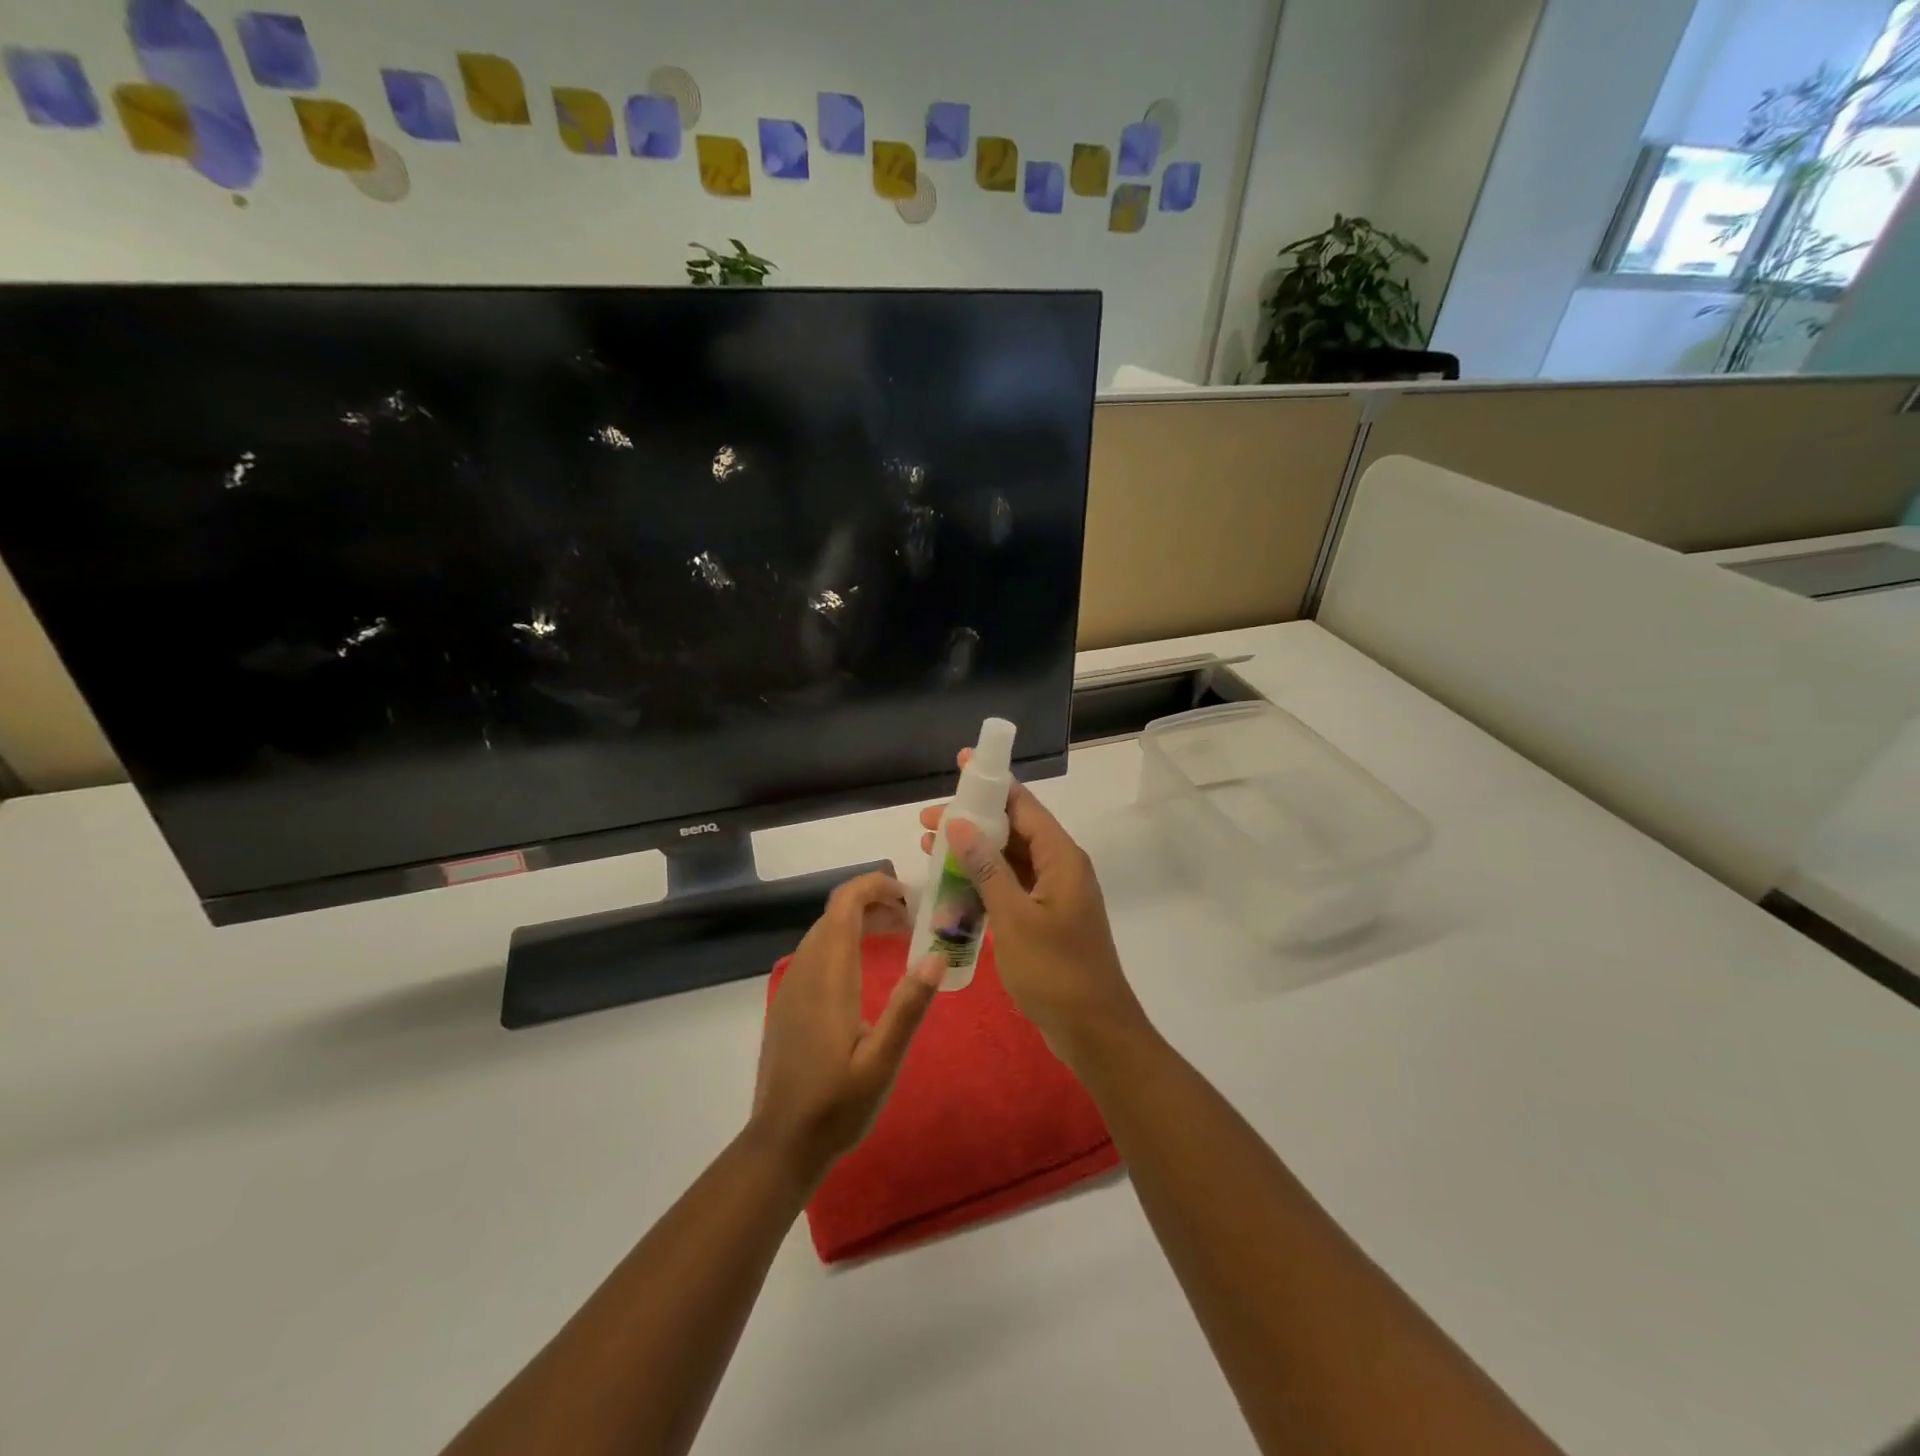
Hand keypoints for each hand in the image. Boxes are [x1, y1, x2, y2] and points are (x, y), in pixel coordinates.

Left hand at [750, 872, 943, 1185]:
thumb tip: (937, 955)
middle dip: (874, 902)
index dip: (874, 885)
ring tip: (898, 935)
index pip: (844, 904)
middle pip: (835, 913)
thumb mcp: (882, 1061)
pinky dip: (844, 942)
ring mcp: (792, 986)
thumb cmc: (837, 1105)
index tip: (910, 895)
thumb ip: (908, 1007)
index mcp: (828, 976)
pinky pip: (816, 953)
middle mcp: (805, 970)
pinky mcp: (788, 1003)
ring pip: (824, 932)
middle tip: (915, 918)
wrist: (781, 1143)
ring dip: (859, 921)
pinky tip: (866, 969)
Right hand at [919, 753, 1149, 1068]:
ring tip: (928, 850)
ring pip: (1009, 861)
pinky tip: (950, 890)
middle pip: (1013, 830)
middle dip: (971, 822)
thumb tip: (958, 822)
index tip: (960, 766)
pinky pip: (1011, 889)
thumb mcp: (1014, 917)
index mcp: (1062, 857)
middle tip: (926, 823)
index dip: (991, 783)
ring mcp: (1054, 895)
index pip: (1024, 805)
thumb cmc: (1055, 971)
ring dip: (972, 855)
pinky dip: (983, 885)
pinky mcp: (1046, 919)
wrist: (1094, 1031)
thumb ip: (986, 867)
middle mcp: (1061, 867)